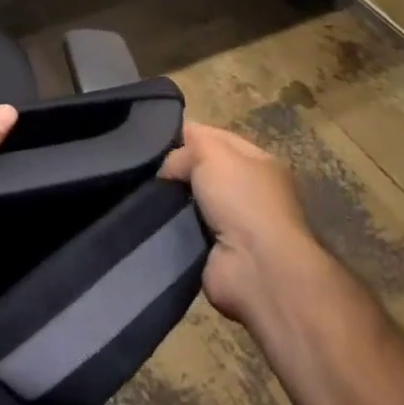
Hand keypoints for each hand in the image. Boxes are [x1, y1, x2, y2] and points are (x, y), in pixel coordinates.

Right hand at [161, 121, 325, 326]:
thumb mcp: (212, 152)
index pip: (216, 138)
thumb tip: (170, 163)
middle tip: (148, 168)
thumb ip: (188, 146)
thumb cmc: (241, 199)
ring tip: (146, 194)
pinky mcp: (217, 253)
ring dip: (171, 200)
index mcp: (258, 162)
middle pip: (201, 169)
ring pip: (190, 200)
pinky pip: (186, 230)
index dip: (188, 135)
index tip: (156, 139)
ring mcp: (234, 225)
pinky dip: (172, 227)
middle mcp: (248, 191)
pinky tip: (153, 220)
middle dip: (177, 170)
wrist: (256, 269)